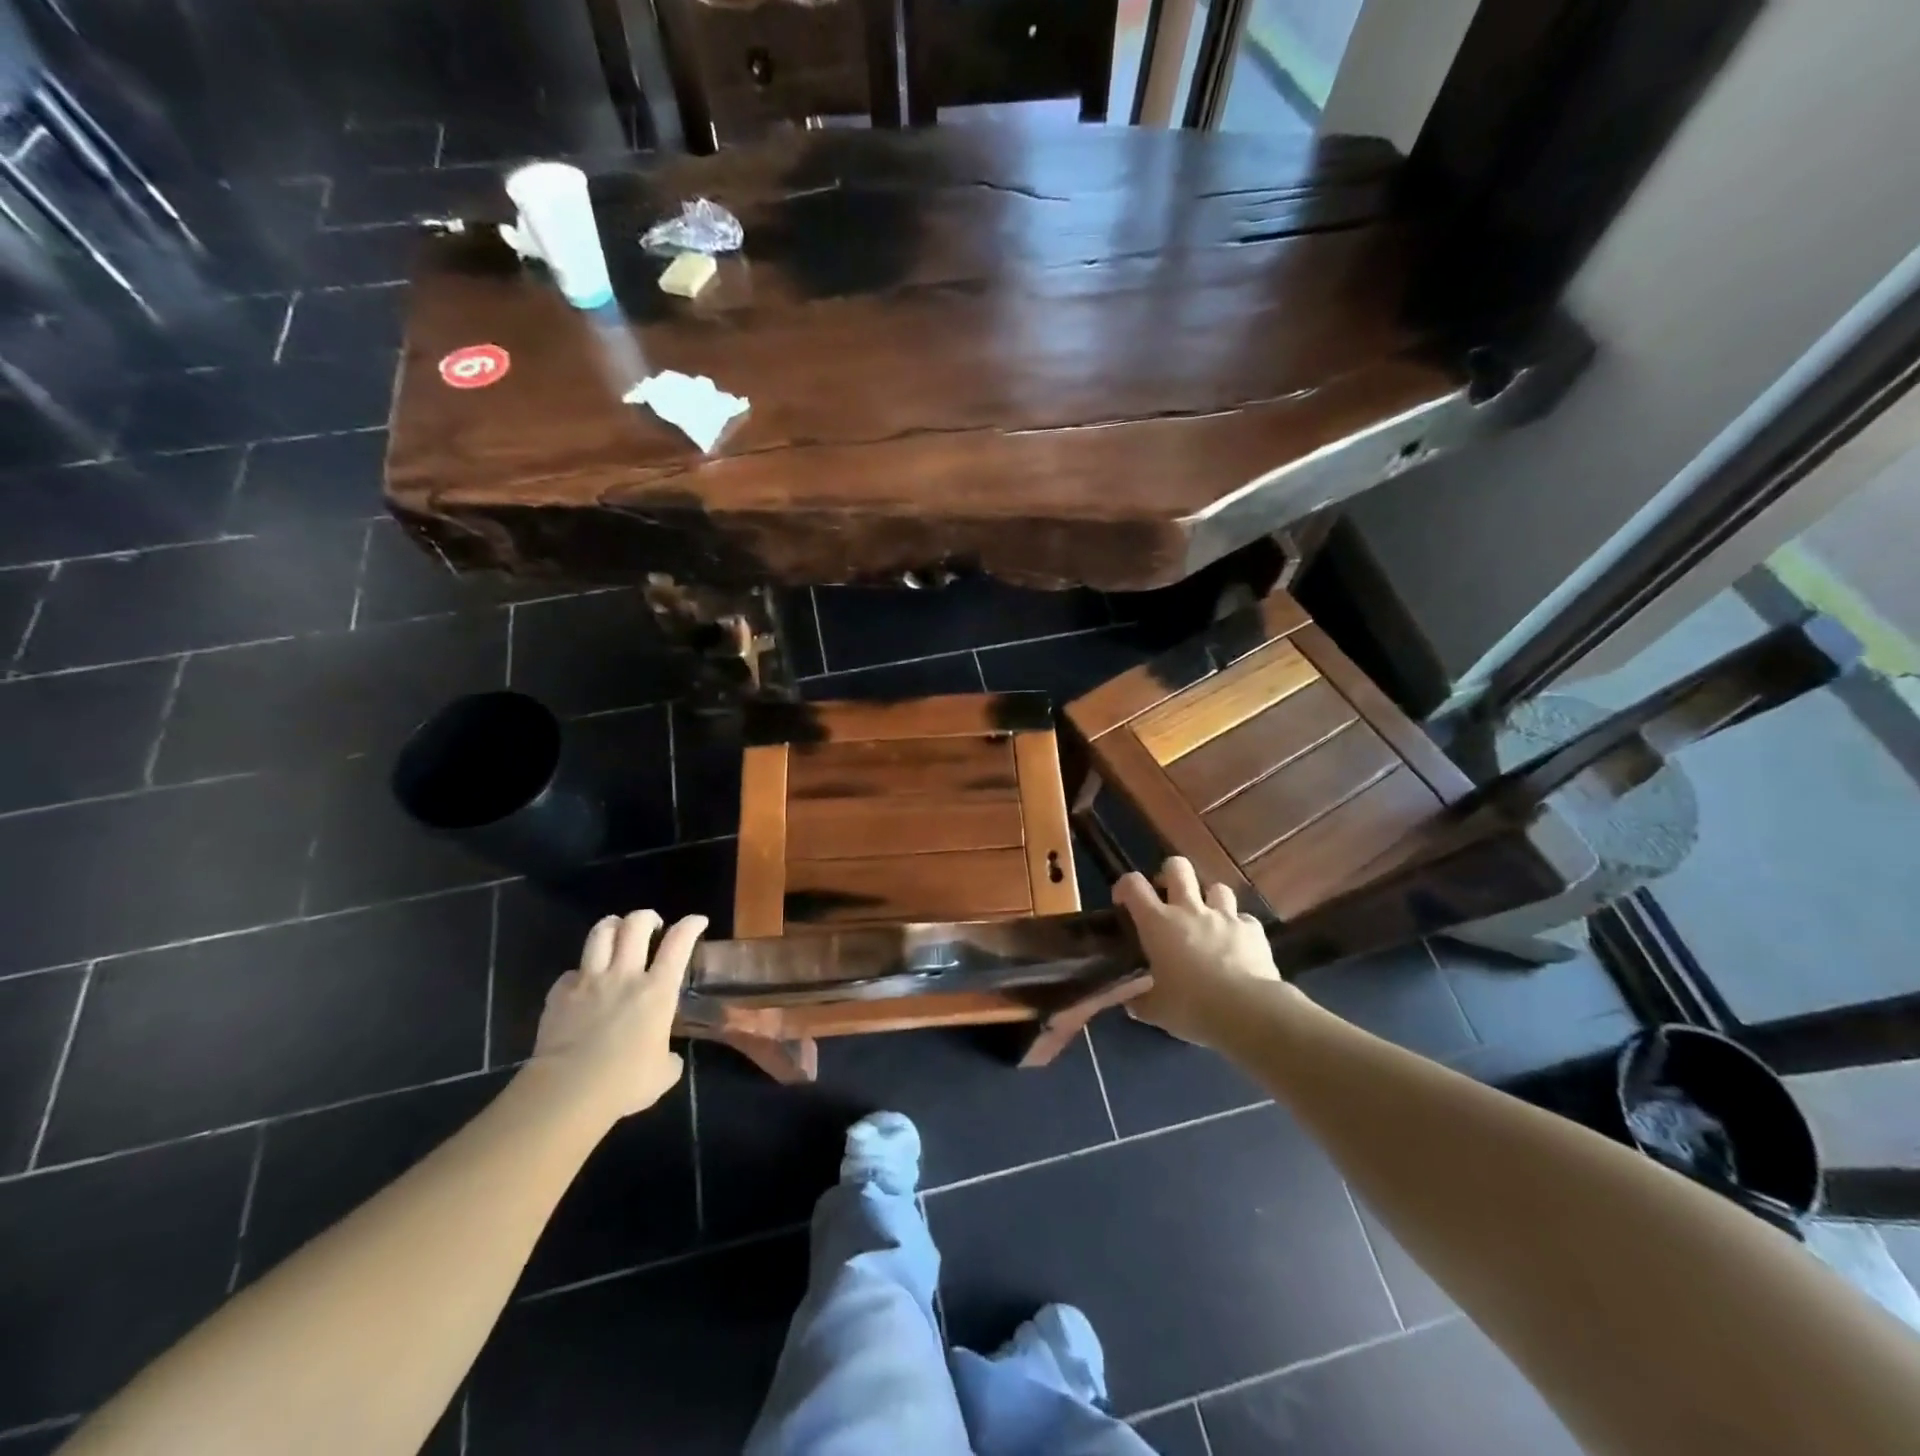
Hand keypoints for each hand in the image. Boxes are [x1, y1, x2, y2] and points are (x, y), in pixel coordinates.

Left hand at [531, 910, 706, 1118]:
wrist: (568, 1092)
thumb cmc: (625, 1082)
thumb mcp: (663, 1073)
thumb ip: (669, 1057)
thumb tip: (668, 1057)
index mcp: (657, 990)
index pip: (679, 942)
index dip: (690, 925)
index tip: (697, 921)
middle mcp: (624, 975)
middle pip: (635, 925)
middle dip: (646, 918)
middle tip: (651, 926)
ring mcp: (589, 981)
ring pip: (600, 933)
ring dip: (612, 927)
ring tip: (617, 932)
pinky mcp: (559, 994)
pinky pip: (570, 972)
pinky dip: (580, 973)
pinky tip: (582, 984)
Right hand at [1115, 858, 1299, 1047]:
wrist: (1248, 1012)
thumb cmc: (1191, 1007)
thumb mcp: (1156, 1010)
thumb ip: (1140, 1001)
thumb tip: (1131, 1002)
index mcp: (1158, 923)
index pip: (1133, 885)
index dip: (1125, 886)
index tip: (1122, 901)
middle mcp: (1189, 910)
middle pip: (1178, 867)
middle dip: (1170, 874)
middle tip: (1168, 897)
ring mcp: (1224, 916)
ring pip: (1216, 887)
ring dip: (1210, 900)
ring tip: (1207, 921)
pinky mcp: (1253, 930)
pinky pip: (1244, 919)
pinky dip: (1238, 928)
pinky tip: (1237, 945)